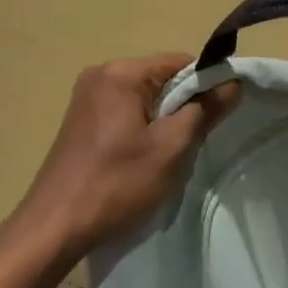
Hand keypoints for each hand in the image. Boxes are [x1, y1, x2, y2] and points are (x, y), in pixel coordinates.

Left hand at [14, 53, 237, 258]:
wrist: (55, 225)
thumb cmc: (116, 183)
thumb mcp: (170, 148)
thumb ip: (204, 111)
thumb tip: (232, 83)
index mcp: (121, 72)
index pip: (179, 62)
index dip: (206, 85)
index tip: (219, 117)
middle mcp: (100, 74)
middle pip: (160, 78)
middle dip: (182, 106)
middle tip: (191, 144)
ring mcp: (86, 96)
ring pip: (143, 98)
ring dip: (162, 121)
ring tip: (165, 157)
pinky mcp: (80, 119)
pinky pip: (123, 111)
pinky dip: (140, 128)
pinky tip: (140, 160)